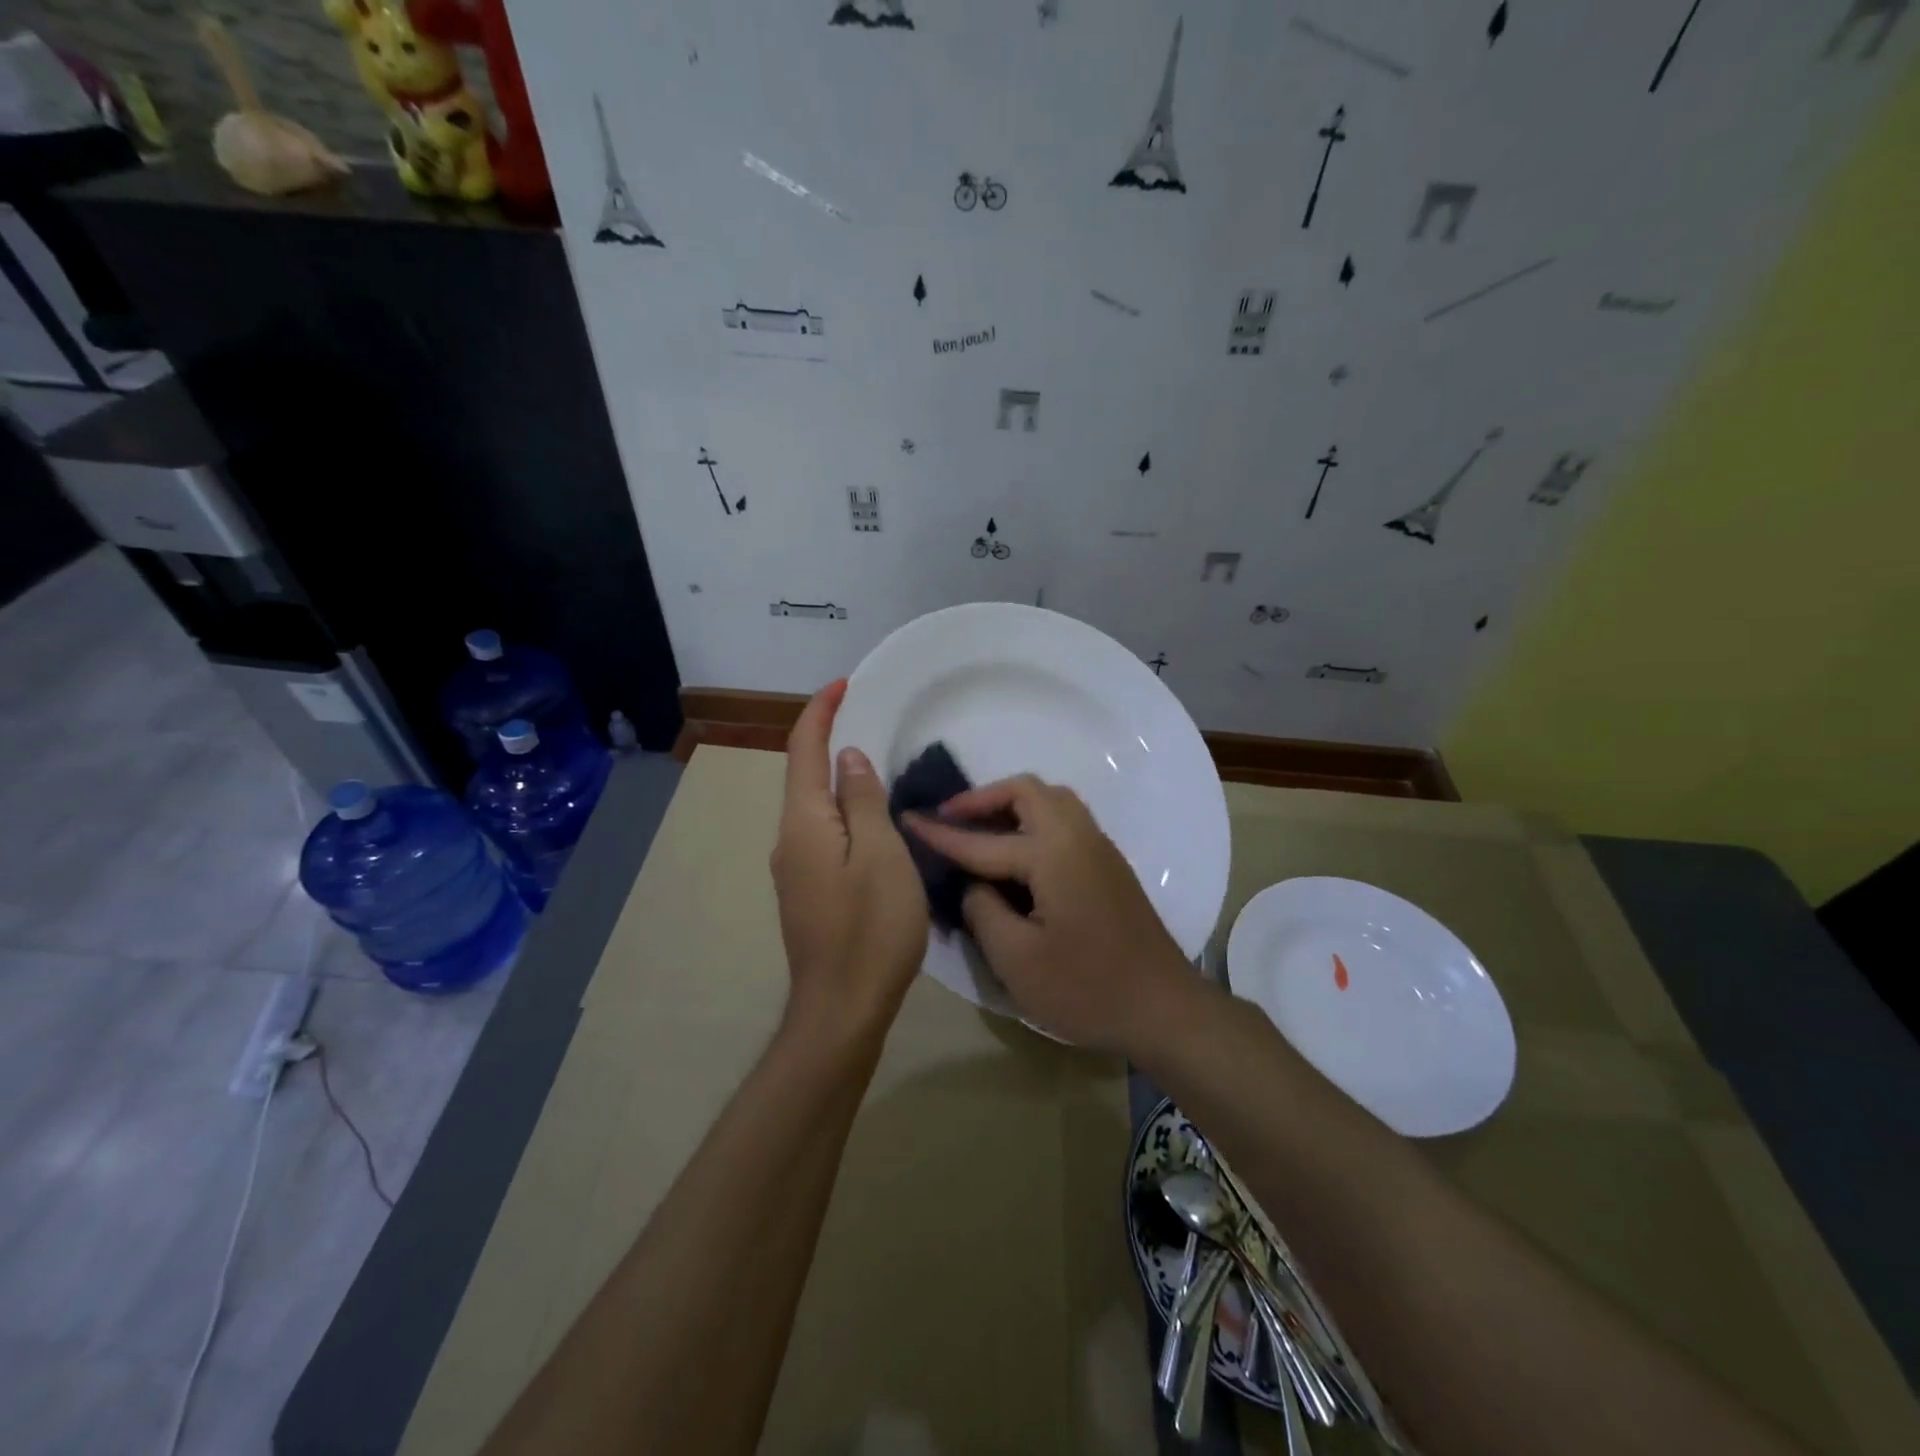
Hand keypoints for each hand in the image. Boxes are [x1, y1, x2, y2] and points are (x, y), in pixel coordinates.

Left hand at [770, 681, 928, 1047]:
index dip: (820, 712)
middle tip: (866, 716)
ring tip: (874, 761)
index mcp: (804, 822)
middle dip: (828, 739)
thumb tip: (847, 757)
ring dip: (837, 777)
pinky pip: (823, 833)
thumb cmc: (871, 928)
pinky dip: (843, 810)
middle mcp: (789, 839)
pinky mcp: (808, 892)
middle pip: (804, 776)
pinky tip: (869, 818)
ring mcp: (795, 869)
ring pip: (814, 807)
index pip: (805, 751)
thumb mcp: (880, 854)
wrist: (842, 1008)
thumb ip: (862, 801)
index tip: (844, 684)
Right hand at [904, 775, 1192, 1053]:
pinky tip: (1018, 854)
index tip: (905, 819)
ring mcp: (1099, 848)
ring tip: (981, 831)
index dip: (940, 833)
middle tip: (951, 820)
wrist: (1163, 1008)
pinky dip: (1034, 820)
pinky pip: (1066, 820)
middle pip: (1028, 791)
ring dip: (1012, 805)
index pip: (982, 839)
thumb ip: (983, 910)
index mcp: (1052, 854)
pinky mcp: (1109, 865)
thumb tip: (973, 883)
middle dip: (984, 798)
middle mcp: (1078, 836)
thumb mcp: (1016, 959)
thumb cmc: (1086, 988)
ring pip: (1052, 800)